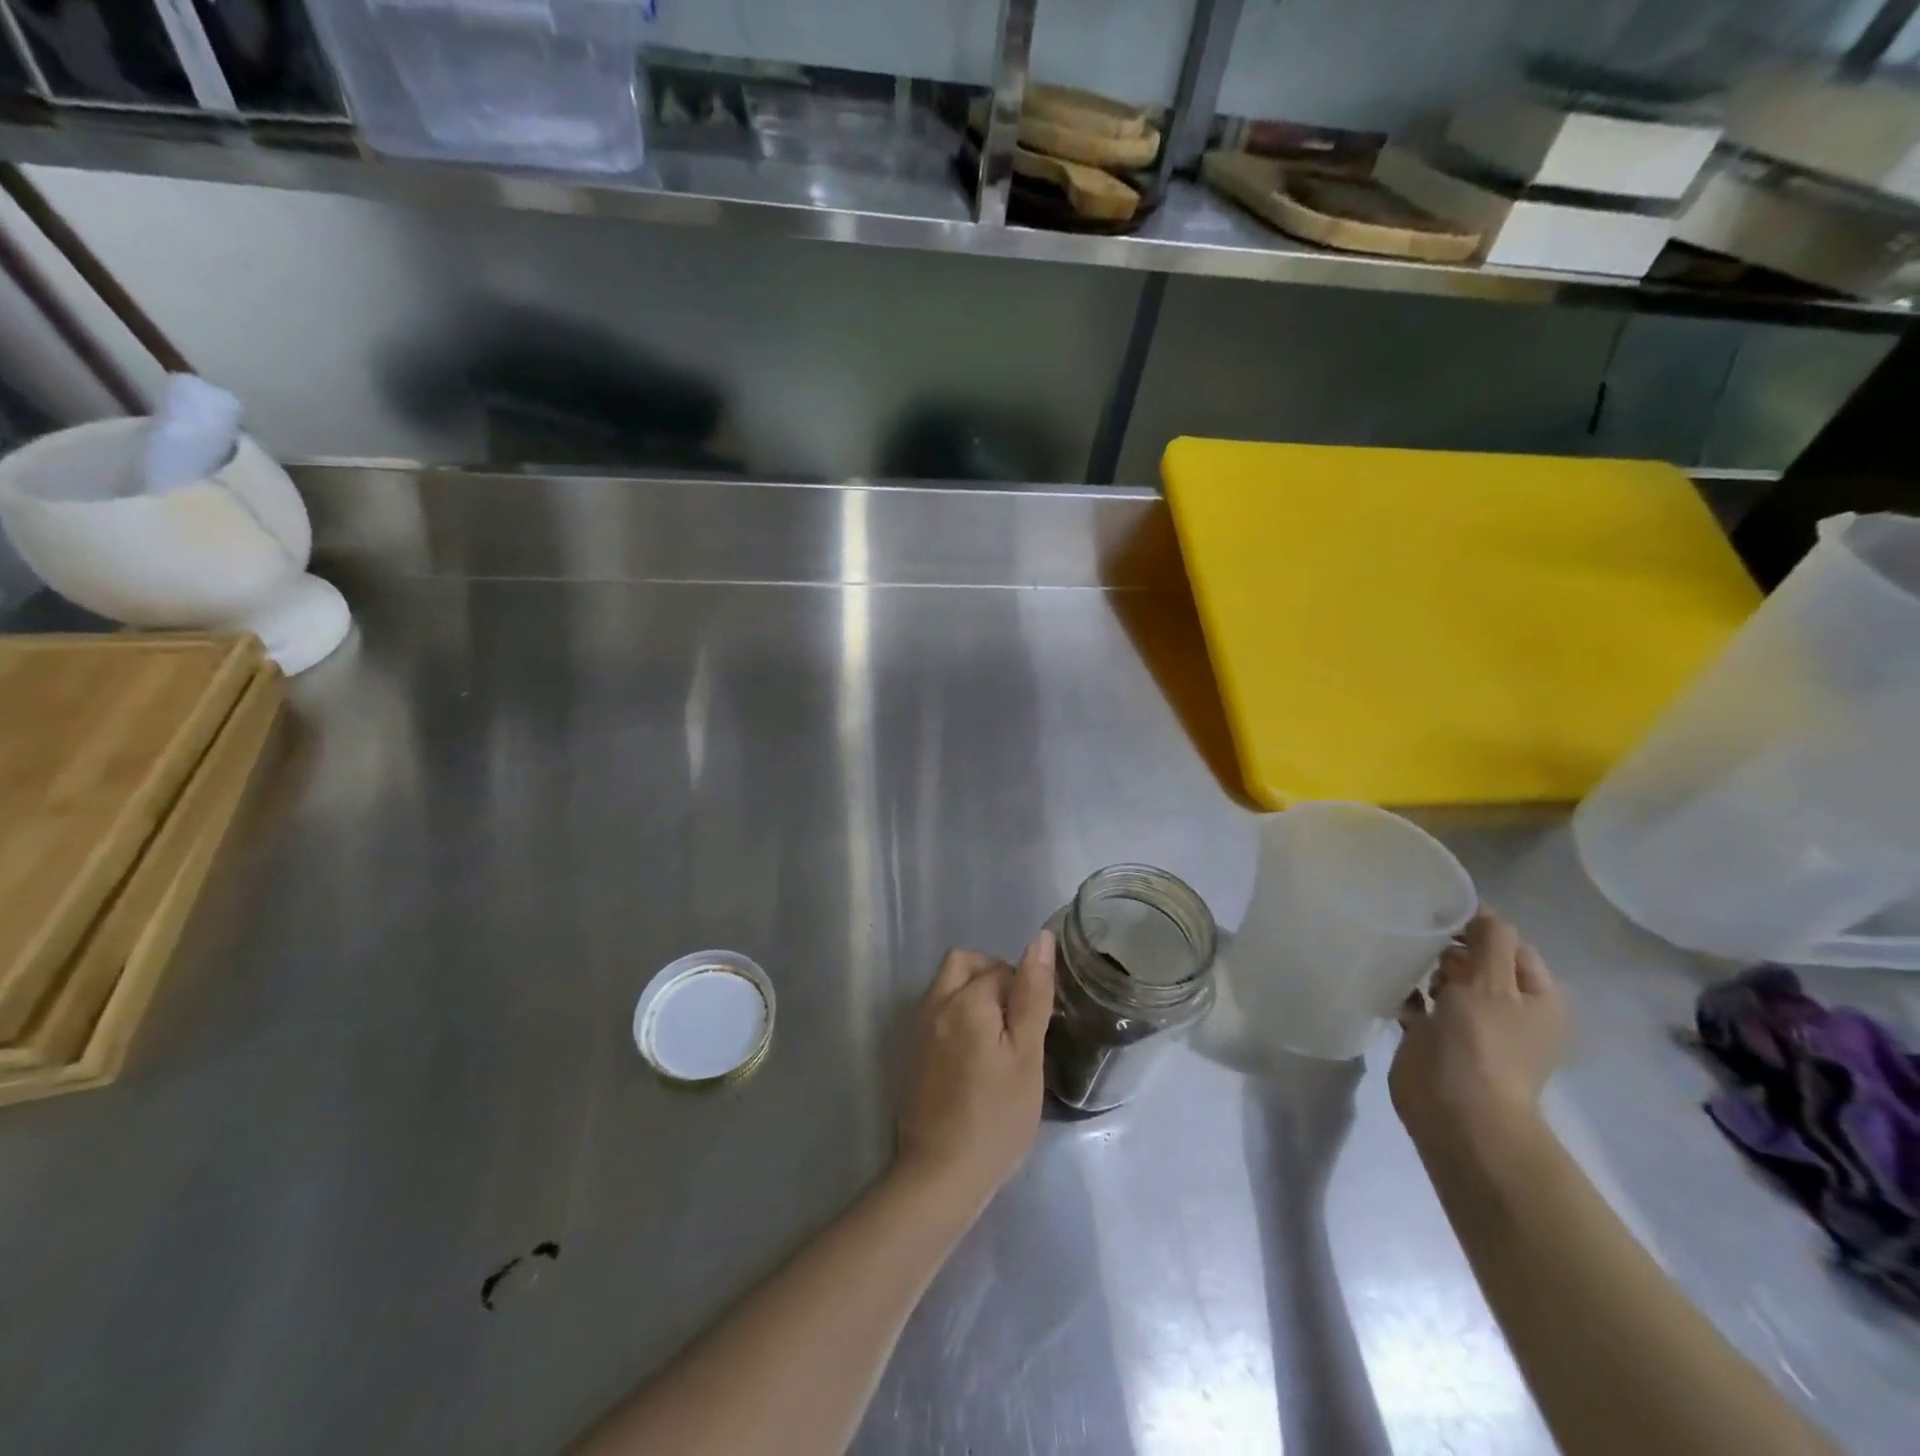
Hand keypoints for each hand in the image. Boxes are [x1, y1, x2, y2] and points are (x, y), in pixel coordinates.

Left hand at [895, 932, 1055, 1210]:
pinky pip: (937, 1013)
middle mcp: (935, 1003)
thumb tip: (1041, 940)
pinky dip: (958, 1018)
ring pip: (948, 986)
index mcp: (965, 999)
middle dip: (993, 977)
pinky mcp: (912, 1052)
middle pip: (964, 963)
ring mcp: (918, 1028)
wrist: (940, 1175)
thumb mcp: (1026, 1055)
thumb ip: (1032, 994)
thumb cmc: (996, 1117)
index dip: (1026, 990)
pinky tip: (975, 1059)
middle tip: (1016, 1022)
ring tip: (999, 1041)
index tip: (1038, 1026)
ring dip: (974, 997)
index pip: (1002, 969)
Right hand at [1390, 911, 1566, 1146]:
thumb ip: (1490, 941)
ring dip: (1425, 968)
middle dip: (1449, 946)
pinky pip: (1421, 1004)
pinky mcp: (1436, 1039)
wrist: (1457, 1112)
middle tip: (1418, 935)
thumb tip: (1482, 910)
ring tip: (1401, 955)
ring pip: (1447, 981)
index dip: (1481, 925)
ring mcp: (1472, 1027)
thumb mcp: (1492, 983)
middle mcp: (1509, 1011)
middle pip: (1479, 962)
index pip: (1512, 945)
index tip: (1440, 910)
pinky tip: (1389, 982)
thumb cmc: (1483, 1044)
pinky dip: (1406, 992)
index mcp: (1538, 999)